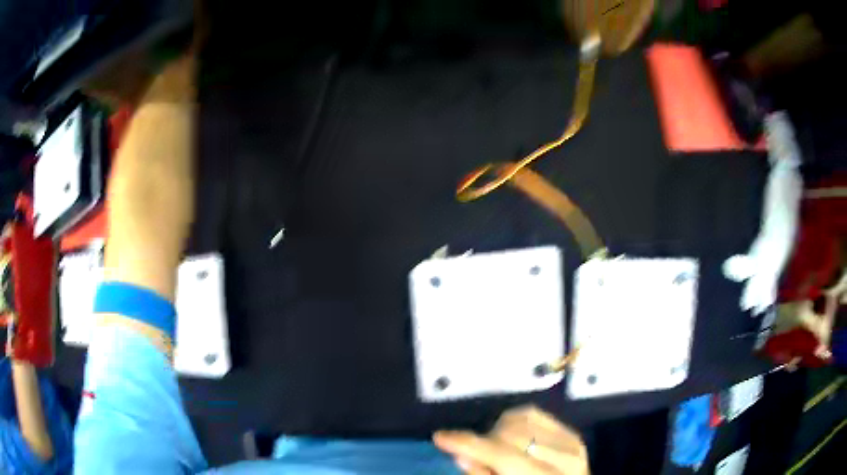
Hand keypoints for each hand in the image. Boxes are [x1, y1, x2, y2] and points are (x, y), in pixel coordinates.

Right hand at [434, 406, 588, 474]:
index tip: (440, 437)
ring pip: (522, 418)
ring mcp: (571, 443)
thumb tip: (463, 454)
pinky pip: (535, 414)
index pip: (504, 455)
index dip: (469, 445)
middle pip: (511, 434)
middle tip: (473, 454)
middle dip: (484, 440)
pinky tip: (511, 436)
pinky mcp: (572, 434)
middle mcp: (564, 458)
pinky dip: (515, 421)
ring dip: (499, 430)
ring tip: (495, 448)